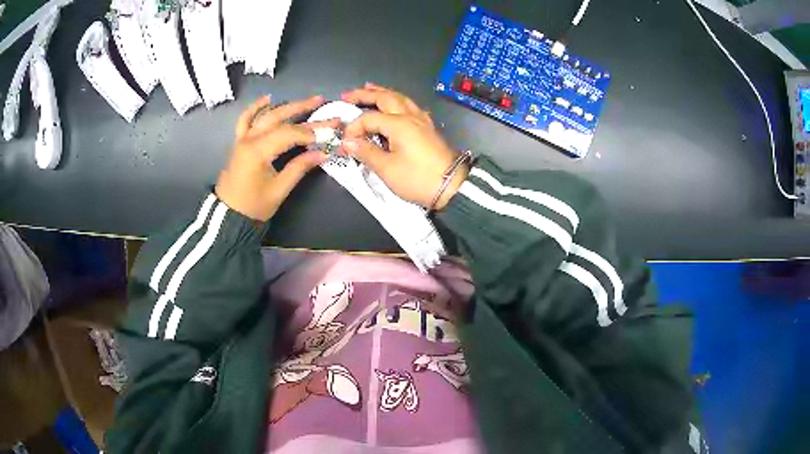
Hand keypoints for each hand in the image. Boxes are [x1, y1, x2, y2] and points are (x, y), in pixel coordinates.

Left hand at [215, 95, 337, 220]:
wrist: (229, 215)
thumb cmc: (254, 206)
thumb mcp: (280, 189)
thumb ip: (300, 167)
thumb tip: (323, 153)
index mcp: (258, 151)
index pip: (289, 134)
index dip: (311, 132)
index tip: (330, 131)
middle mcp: (249, 139)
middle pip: (278, 118)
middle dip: (302, 108)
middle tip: (322, 102)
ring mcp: (242, 138)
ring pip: (265, 115)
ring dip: (286, 106)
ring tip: (305, 100)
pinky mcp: (239, 142)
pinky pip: (245, 119)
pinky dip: (256, 108)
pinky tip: (268, 99)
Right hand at [340, 83, 467, 209]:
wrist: (452, 187)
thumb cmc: (418, 179)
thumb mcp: (387, 169)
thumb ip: (366, 152)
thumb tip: (347, 142)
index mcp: (399, 124)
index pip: (368, 118)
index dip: (353, 128)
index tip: (344, 143)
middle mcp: (410, 116)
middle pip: (386, 97)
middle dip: (365, 94)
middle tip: (348, 95)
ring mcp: (422, 120)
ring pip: (400, 99)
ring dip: (383, 93)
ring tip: (369, 88)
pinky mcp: (428, 128)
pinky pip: (410, 107)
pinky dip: (398, 101)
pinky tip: (396, 104)